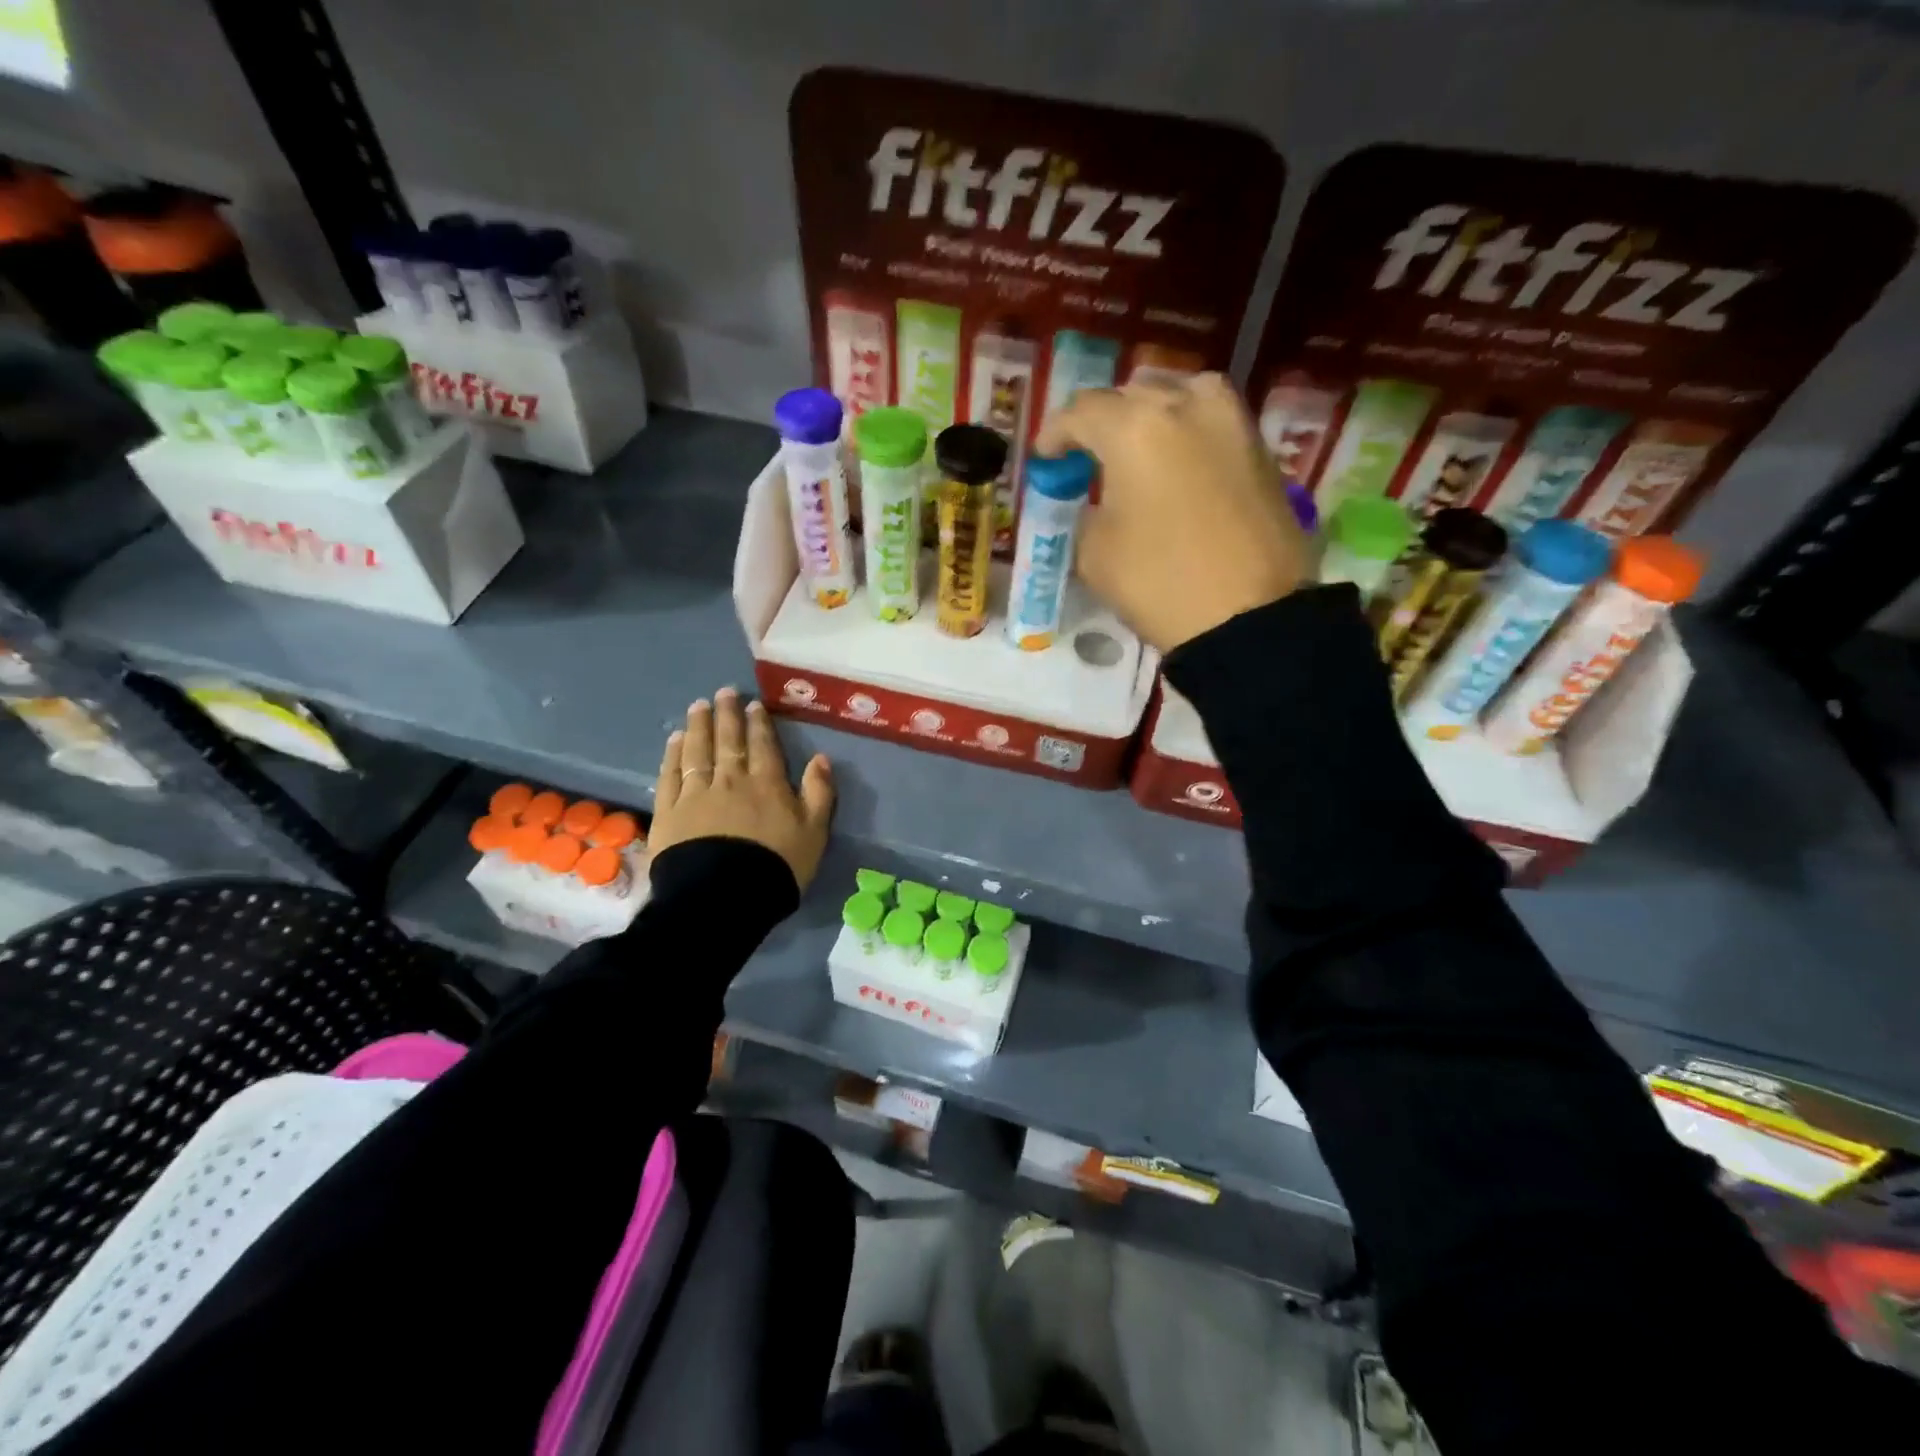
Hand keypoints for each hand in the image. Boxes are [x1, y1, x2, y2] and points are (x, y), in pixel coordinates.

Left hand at [652, 687, 834, 890]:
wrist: (724, 897)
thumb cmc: (776, 866)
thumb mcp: (814, 832)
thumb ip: (819, 793)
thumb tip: (821, 758)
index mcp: (767, 784)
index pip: (763, 745)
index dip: (758, 723)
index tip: (752, 704)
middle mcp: (731, 780)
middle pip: (728, 741)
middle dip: (727, 714)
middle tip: (723, 692)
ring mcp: (696, 793)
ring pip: (698, 751)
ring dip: (699, 726)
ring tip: (698, 706)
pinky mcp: (669, 811)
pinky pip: (671, 774)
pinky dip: (673, 754)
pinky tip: (675, 740)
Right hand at [1038, 373, 1312, 652]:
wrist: (1249, 617)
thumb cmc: (1159, 583)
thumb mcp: (1095, 554)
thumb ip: (1086, 513)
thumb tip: (1096, 502)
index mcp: (1135, 428)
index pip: (1082, 411)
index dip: (1055, 434)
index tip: (1046, 459)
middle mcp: (1186, 406)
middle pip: (1133, 395)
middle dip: (1105, 421)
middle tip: (1089, 455)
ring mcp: (1232, 422)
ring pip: (1182, 397)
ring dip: (1153, 416)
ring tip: (1139, 451)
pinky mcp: (1261, 450)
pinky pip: (1213, 425)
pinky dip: (1188, 436)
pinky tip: (1178, 468)